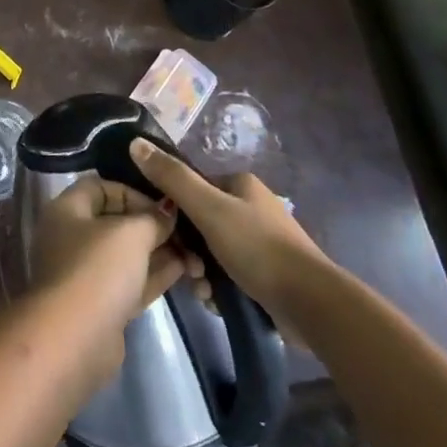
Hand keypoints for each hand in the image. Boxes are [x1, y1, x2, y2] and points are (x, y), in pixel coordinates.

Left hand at [29, 174, 196, 348]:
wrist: (75, 339)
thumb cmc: (98, 269)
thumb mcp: (130, 234)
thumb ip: (152, 218)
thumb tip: (167, 210)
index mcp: (67, 210)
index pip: (101, 187)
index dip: (133, 193)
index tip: (163, 206)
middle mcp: (72, 237)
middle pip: (116, 222)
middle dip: (152, 226)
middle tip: (188, 233)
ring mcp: (85, 273)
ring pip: (127, 255)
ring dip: (159, 252)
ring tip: (196, 254)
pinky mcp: (101, 305)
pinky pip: (130, 281)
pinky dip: (154, 274)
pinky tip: (184, 270)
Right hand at [128, 138, 330, 319]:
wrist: (311, 303)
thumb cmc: (257, 247)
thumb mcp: (208, 208)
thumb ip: (172, 178)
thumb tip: (135, 143)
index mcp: (240, 184)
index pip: (192, 188)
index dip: (174, 212)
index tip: (167, 237)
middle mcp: (251, 206)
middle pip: (200, 223)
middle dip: (190, 250)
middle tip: (189, 271)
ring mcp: (262, 240)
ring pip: (212, 251)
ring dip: (203, 272)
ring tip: (204, 292)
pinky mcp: (268, 273)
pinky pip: (230, 273)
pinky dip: (220, 287)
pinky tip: (218, 301)